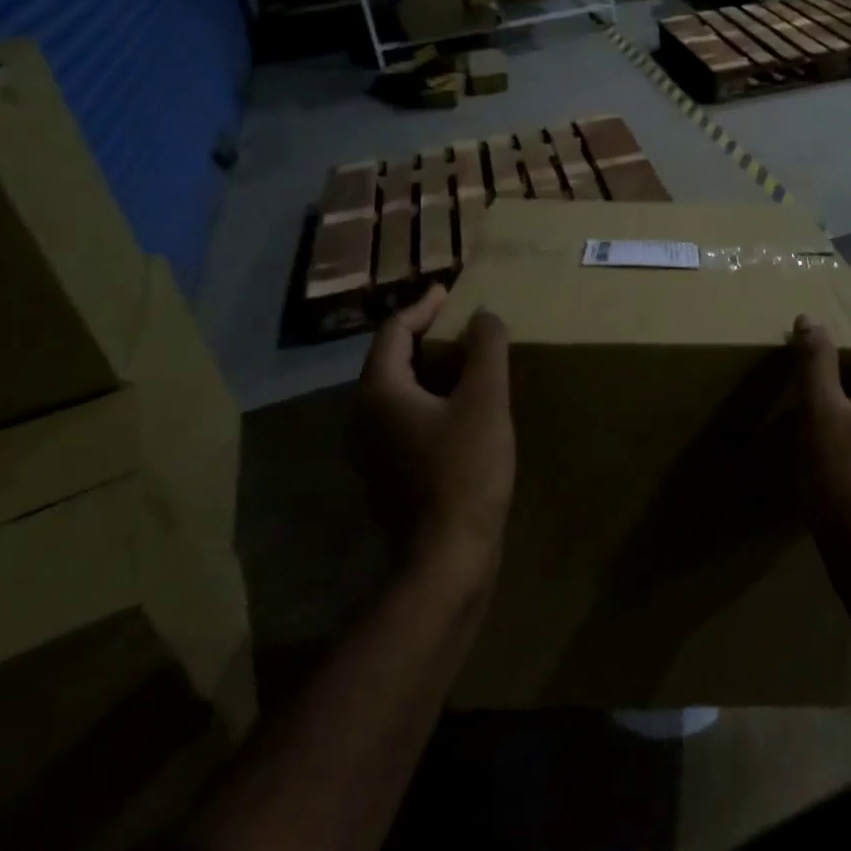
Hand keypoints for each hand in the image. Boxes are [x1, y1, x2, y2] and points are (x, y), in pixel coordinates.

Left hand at [352, 285, 514, 583]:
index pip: (394, 331)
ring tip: (469, 362)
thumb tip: (484, 316)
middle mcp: (363, 416)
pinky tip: (462, 409)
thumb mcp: (485, 402)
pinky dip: (431, 400)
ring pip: (399, 392)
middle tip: (463, 325)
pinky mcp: (388, 473)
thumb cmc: (465, 472)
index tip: (450, 291)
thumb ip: (486, 350)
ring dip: (431, 370)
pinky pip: (406, 419)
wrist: (446, 558)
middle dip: (427, 336)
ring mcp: (372, 449)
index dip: (423, 306)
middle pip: (392, 360)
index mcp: (379, 391)